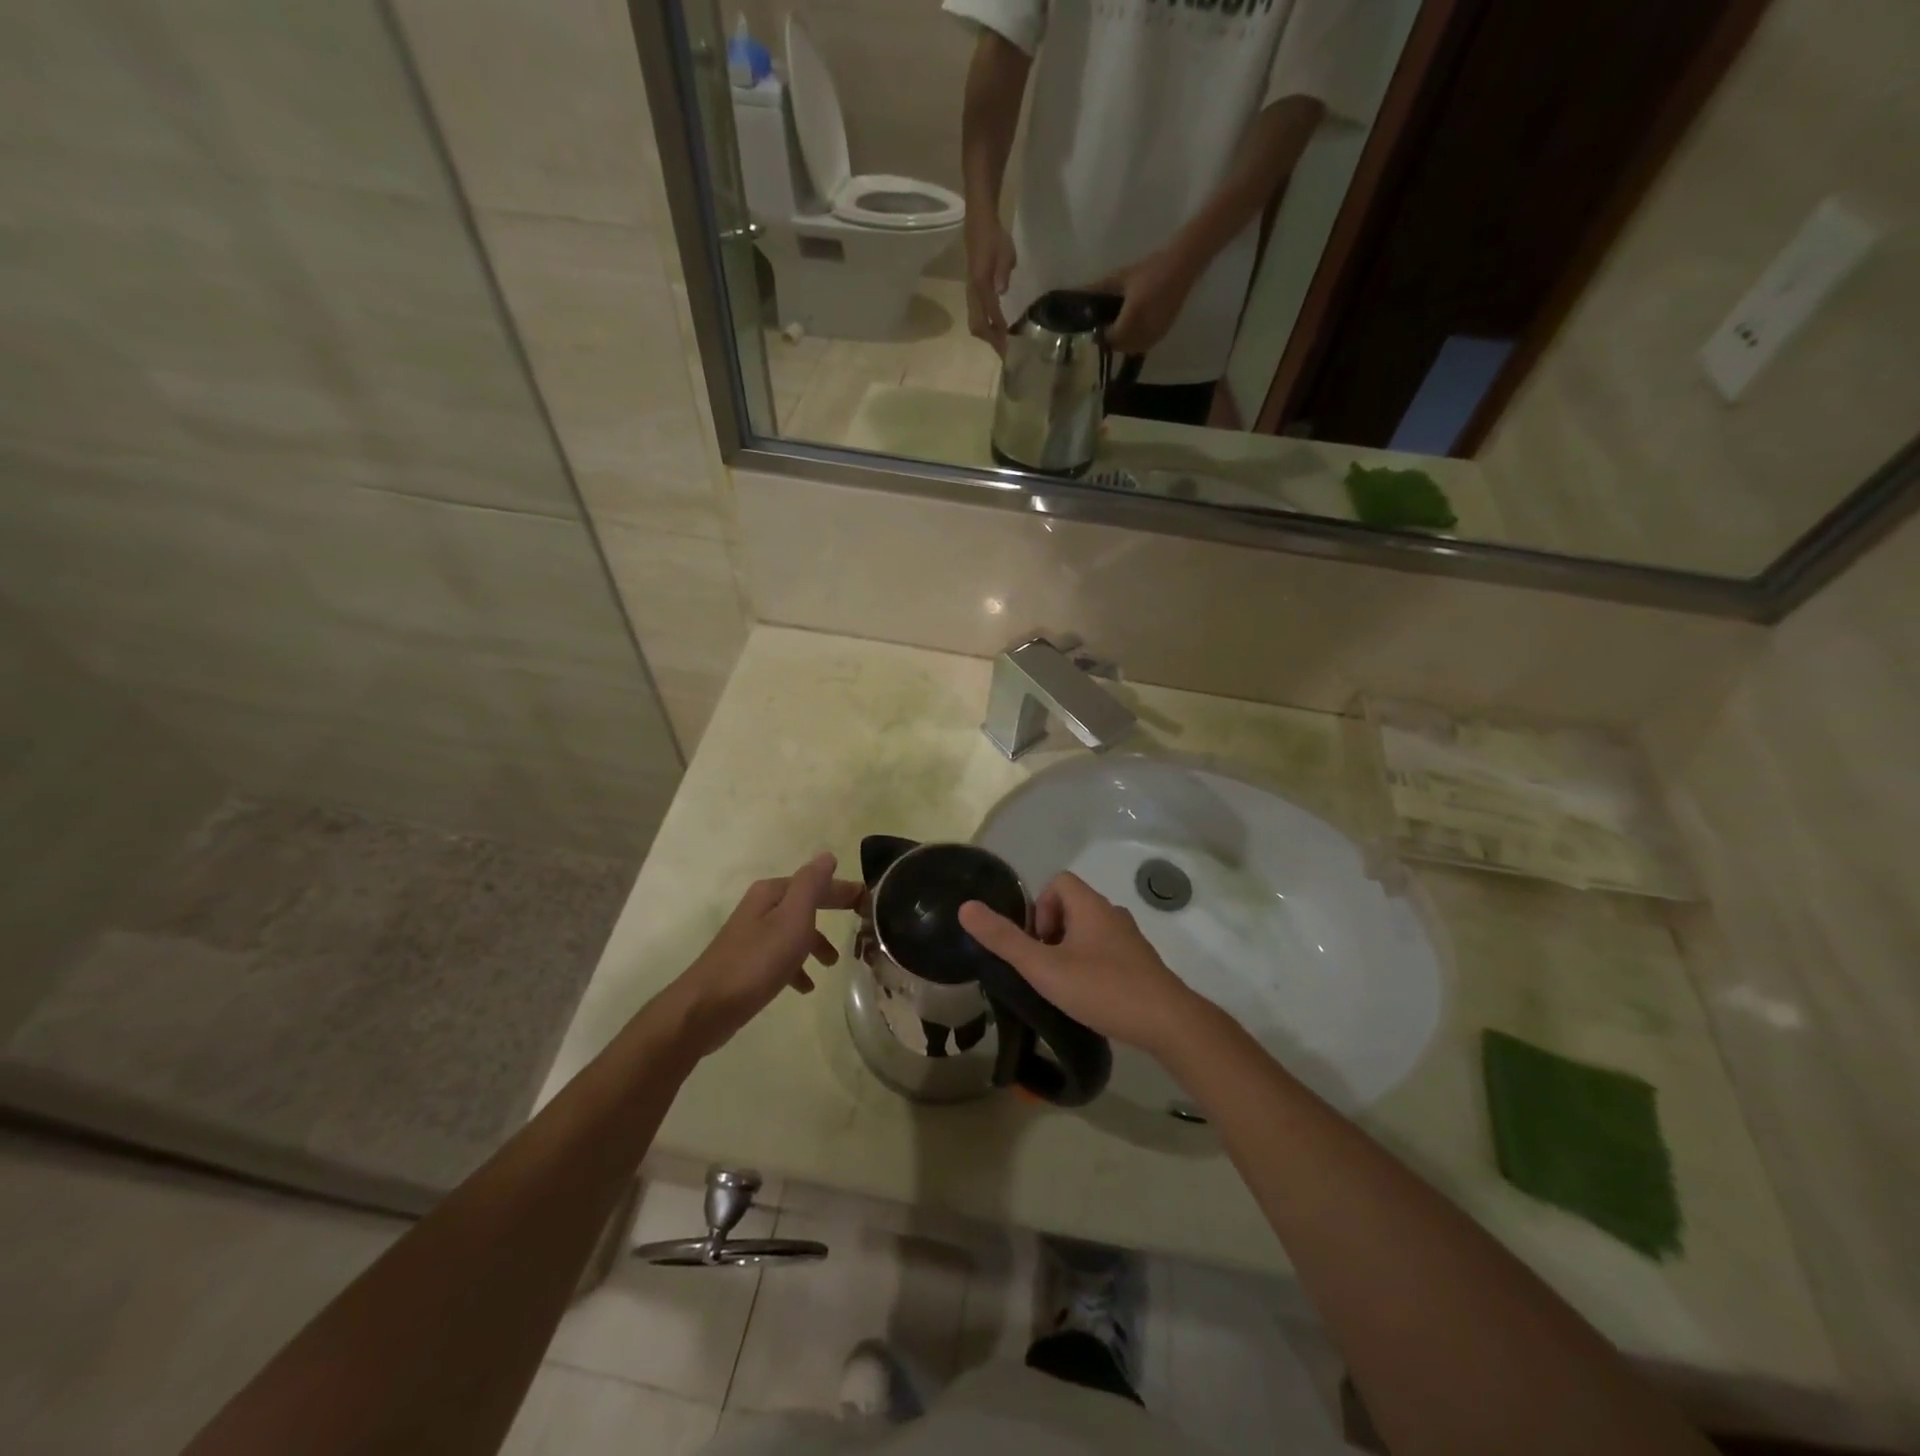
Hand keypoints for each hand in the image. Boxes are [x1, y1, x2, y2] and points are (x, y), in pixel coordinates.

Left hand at [663, 852, 862, 1056]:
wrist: (707, 1007)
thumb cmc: (757, 961)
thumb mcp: (792, 918)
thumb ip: (811, 885)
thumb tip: (827, 856)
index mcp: (772, 893)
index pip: (816, 882)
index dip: (843, 889)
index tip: (869, 901)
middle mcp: (760, 908)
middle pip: (805, 904)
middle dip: (831, 911)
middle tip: (861, 923)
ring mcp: (752, 936)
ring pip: (794, 931)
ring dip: (816, 942)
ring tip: (833, 963)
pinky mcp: (747, 963)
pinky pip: (781, 957)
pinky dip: (797, 966)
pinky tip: (806, 986)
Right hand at [957, 872, 1205, 1058]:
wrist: (1167, 1022)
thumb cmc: (1102, 988)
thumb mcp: (1044, 967)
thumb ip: (1004, 940)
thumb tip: (966, 908)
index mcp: (1090, 906)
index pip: (1058, 881)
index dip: (1039, 907)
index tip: (1036, 943)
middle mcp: (1112, 914)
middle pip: (1072, 906)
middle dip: (1051, 933)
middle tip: (1045, 968)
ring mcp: (1130, 939)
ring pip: (1089, 931)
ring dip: (1070, 951)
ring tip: (1063, 985)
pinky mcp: (1141, 964)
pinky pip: (1107, 952)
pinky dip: (1091, 965)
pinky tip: (1089, 997)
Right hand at [964, 214, 1017, 353]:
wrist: (979, 221)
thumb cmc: (994, 235)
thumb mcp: (1005, 250)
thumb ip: (1003, 271)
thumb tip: (1001, 291)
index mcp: (981, 283)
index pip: (990, 314)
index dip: (999, 332)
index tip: (1009, 347)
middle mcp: (973, 292)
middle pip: (977, 326)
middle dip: (991, 341)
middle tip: (1005, 351)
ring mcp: (971, 292)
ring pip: (975, 323)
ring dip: (987, 336)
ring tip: (1001, 343)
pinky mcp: (972, 291)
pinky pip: (976, 315)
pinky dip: (985, 326)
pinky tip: (996, 328)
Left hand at [1087, 247, 1200, 356]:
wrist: (1182, 266)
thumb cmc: (1150, 269)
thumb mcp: (1121, 277)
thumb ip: (1099, 289)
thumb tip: (1078, 293)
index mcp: (1131, 320)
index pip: (1110, 339)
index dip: (1100, 336)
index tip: (1096, 326)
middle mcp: (1143, 333)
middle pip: (1120, 347)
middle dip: (1112, 340)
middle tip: (1106, 326)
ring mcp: (1154, 335)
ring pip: (1133, 349)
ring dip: (1124, 342)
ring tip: (1120, 326)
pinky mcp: (1163, 333)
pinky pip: (1144, 345)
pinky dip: (1136, 341)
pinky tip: (1134, 326)